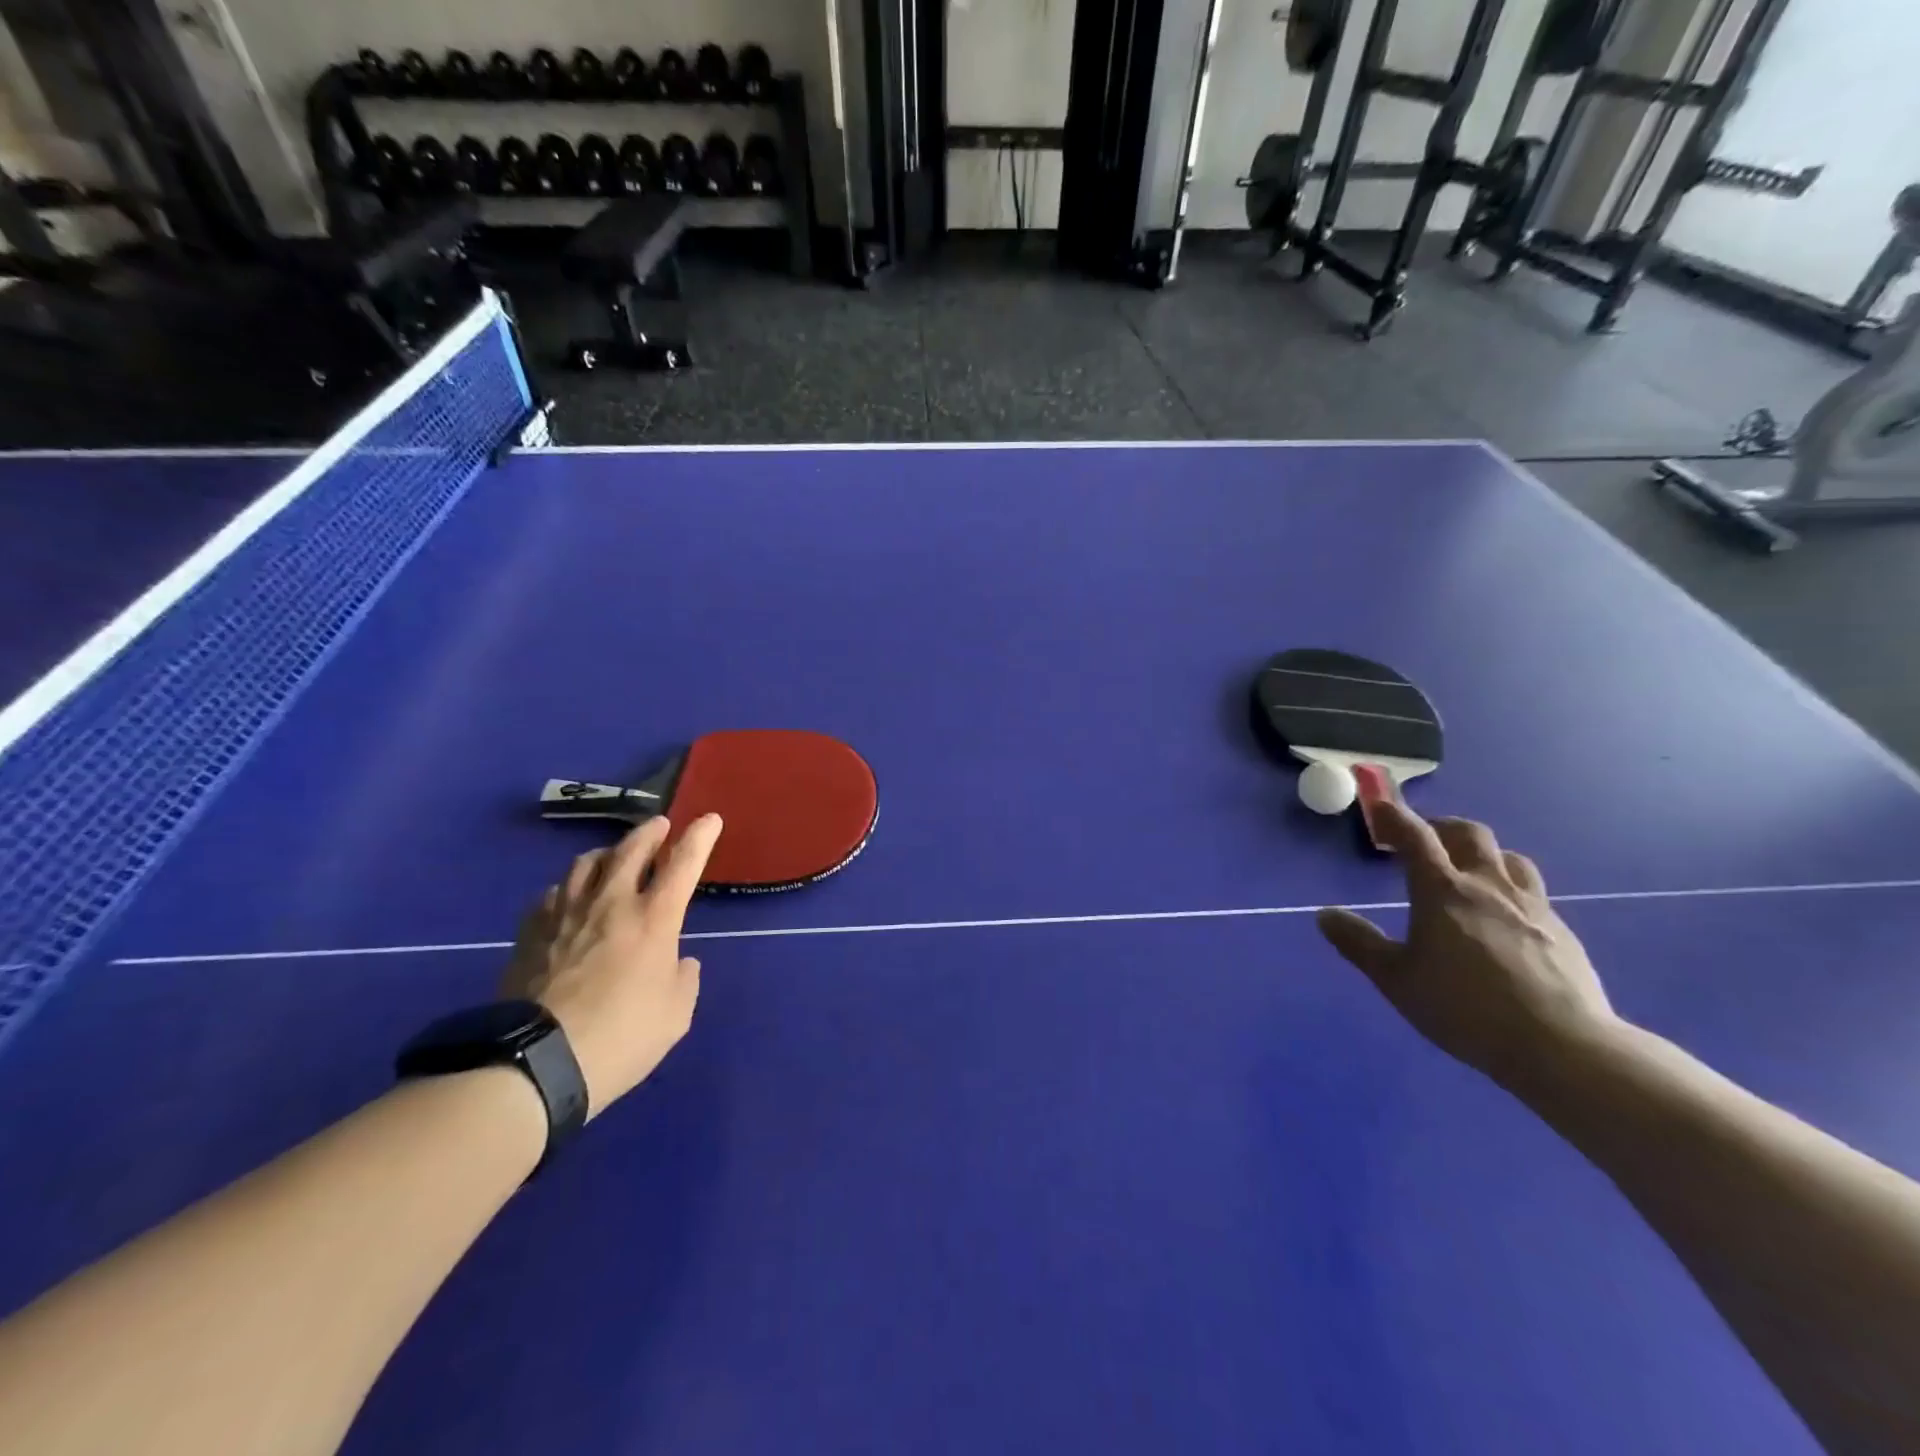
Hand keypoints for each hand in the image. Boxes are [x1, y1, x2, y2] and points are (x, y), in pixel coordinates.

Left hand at [502, 815, 721, 1114]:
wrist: (536, 1063)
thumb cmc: (620, 1038)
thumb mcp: (674, 1016)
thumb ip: (684, 980)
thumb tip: (680, 962)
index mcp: (654, 919)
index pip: (683, 863)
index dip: (700, 837)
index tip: (710, 819)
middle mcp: (610, 904)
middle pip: (630, 850)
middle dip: (650, 832)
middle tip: (659, 825)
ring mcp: (565, 914)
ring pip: (585, 863)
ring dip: (607, 853)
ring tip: (613, 856)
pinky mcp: (530, 933)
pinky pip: (552, 893)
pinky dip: (568, 887)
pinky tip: (568, 898)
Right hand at [1316, 802, 1620, 1088]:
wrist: (1561, 1045)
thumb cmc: (1464, 1008)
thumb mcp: (1396, 979)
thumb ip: (1359, 943)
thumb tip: (1325, 915)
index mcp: (1442, 891)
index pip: (1415, 837)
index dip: (1394, 816)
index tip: (1379, 807)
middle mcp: (1487, 886)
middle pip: (1469, 833)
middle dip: (1441, 828)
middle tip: (1423, 842)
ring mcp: (1531, 906)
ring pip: (1508, 858)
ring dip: (1482, 854)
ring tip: (1467, 873)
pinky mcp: (1561, 931)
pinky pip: (1532, 892)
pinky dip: (1509, 889)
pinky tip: (1504, 919)